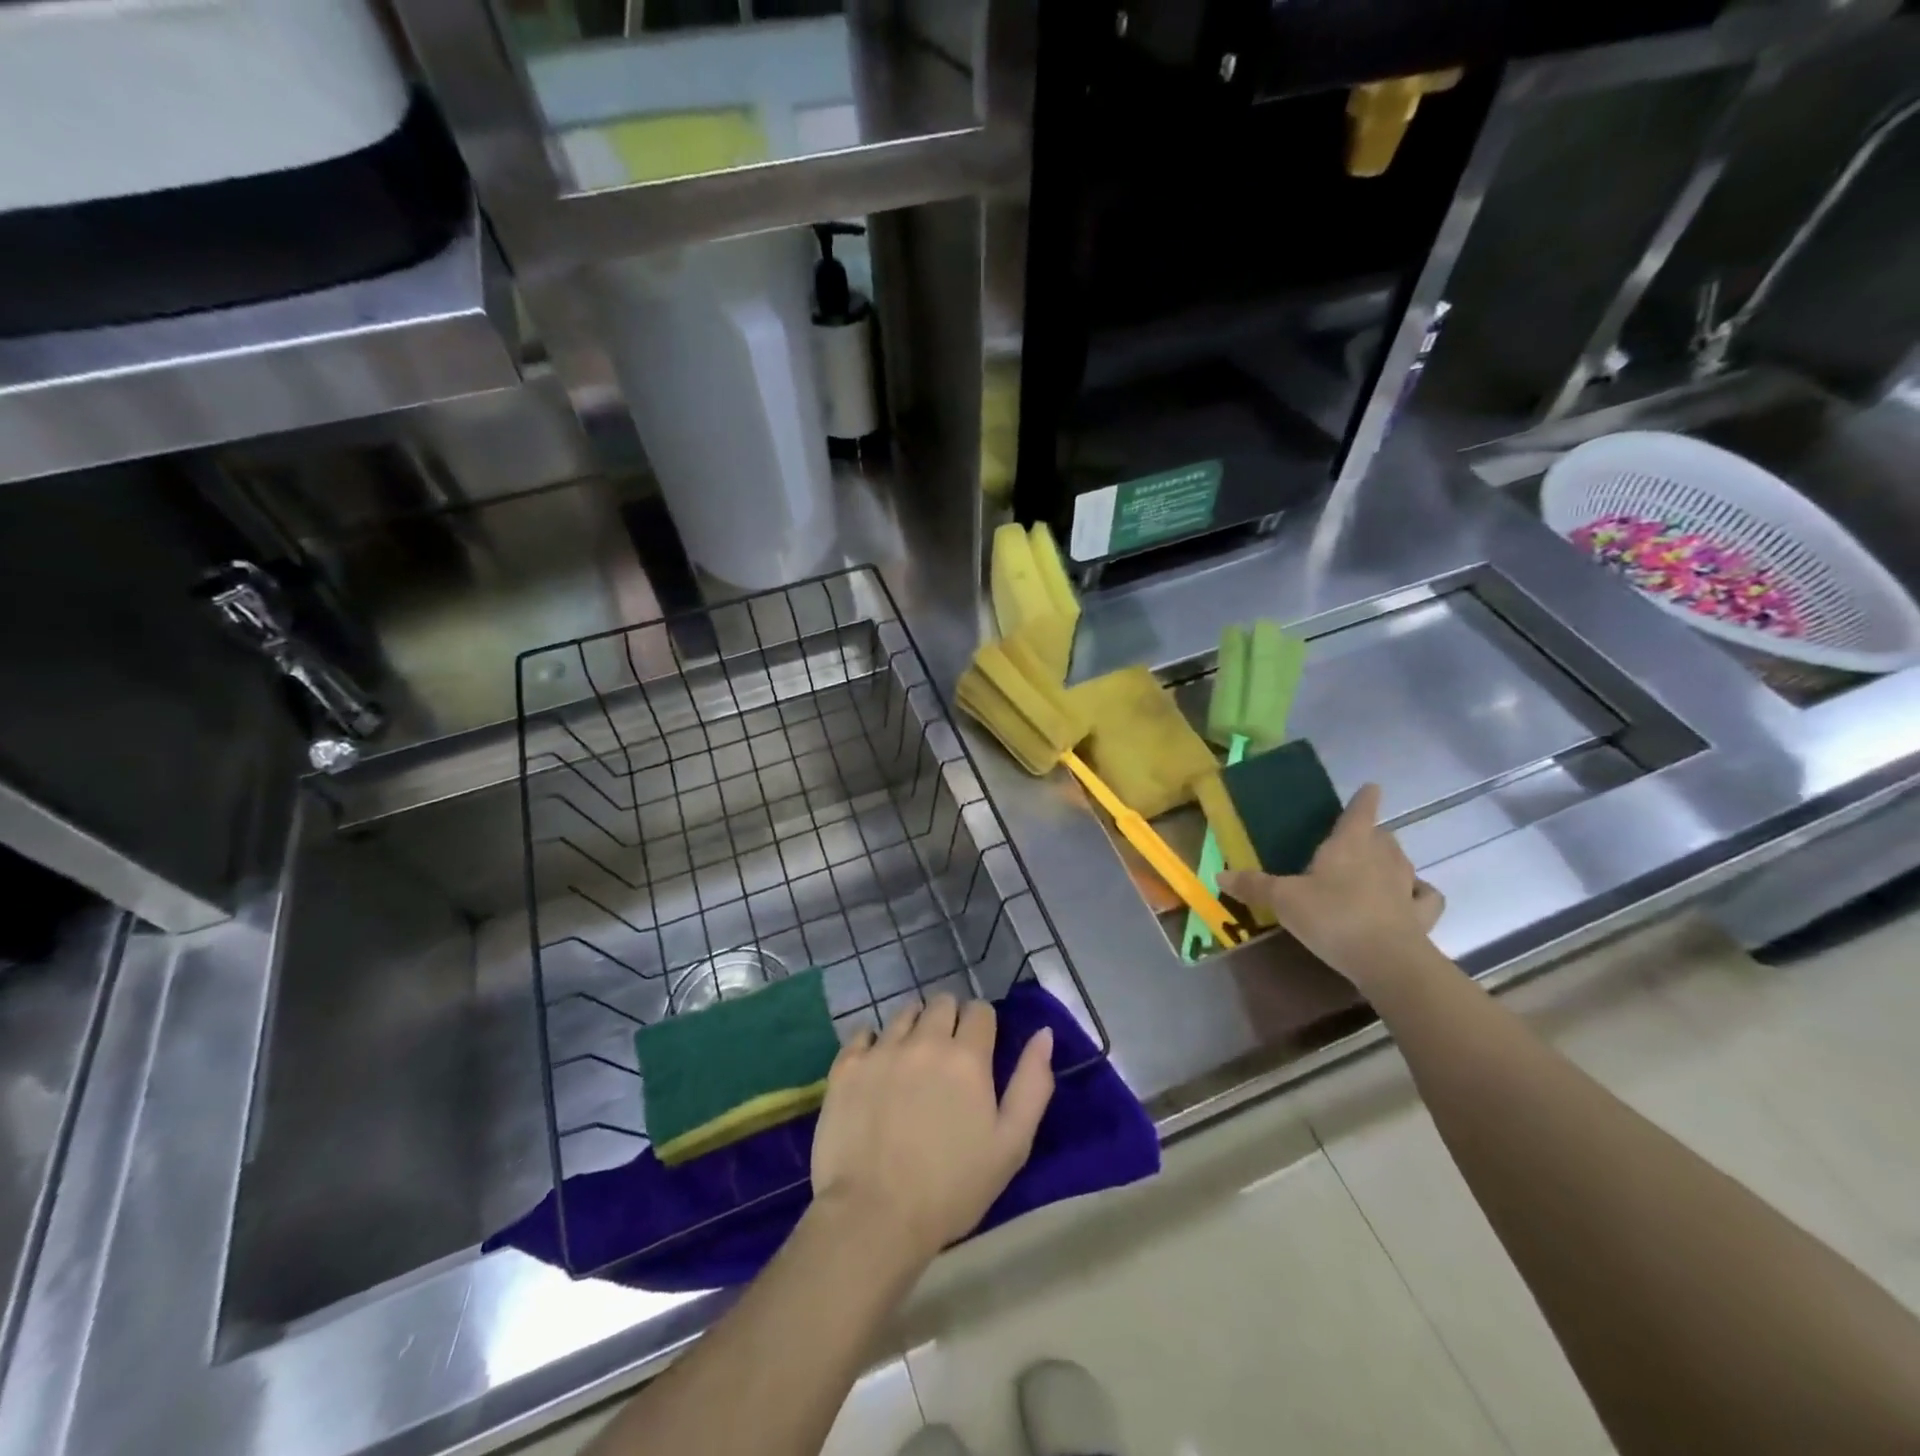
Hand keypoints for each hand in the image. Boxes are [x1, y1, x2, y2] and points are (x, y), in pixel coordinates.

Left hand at [809, 994, 1054, 1266]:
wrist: (874, 1216)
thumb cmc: (952, 1188)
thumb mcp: (1011, 1145)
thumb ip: (1032, 1084)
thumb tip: (1044, 1034)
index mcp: (967, 1057)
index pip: (980, 1011)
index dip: (983, 1026)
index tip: (979, 1050)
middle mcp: (924, 1041)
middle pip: (941, 1003)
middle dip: (949, 1020)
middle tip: (946, 1056)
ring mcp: (881, 1050)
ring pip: (903, 1013)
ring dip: (913, 1027)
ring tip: (911, 1062)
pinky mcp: (847, 1065)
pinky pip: (863, 1033)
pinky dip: (872, 1043)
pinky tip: (876, 1068)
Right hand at [1219, 783, 1443, 988]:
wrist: (1387, 961)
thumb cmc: (1332, 917)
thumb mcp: (1283, 900)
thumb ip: (1254, 886)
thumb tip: (1218, 876)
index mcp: (1350, 843)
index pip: (1360, 811)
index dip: (1364, 798)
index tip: (1371, 787)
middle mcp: (1383, 856)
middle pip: (1382, 835)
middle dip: (1371, 833)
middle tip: (1354, 840)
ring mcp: (1406, 885)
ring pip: (1402, 861)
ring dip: (1391, 860)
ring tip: (1376, 867)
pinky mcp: (1421, 914)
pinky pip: (1424, 896)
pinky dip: (1419, 893)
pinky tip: (1410, 898)